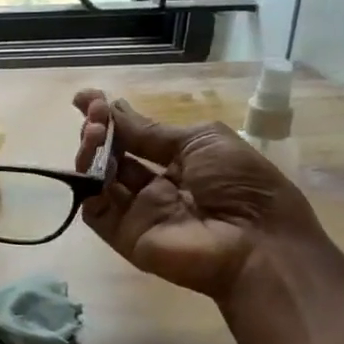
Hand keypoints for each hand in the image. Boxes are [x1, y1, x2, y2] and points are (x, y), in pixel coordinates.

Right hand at [73, 91, 322, 305]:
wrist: (258, 245)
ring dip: (91, 151)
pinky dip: (87, 186)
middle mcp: (156, 184)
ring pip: (99, 178)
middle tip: (93, 117)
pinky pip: (95, 210)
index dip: (110, 117)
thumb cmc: (240, 184)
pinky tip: (93, 165)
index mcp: (180, 161)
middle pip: (113, 154)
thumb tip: (114, 108)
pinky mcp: (125, 235)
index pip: (135, 135)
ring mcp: (138, 211)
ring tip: (94, 134)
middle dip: (98, 130)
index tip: (85, 98)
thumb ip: (152, 131)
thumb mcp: (202, 141)